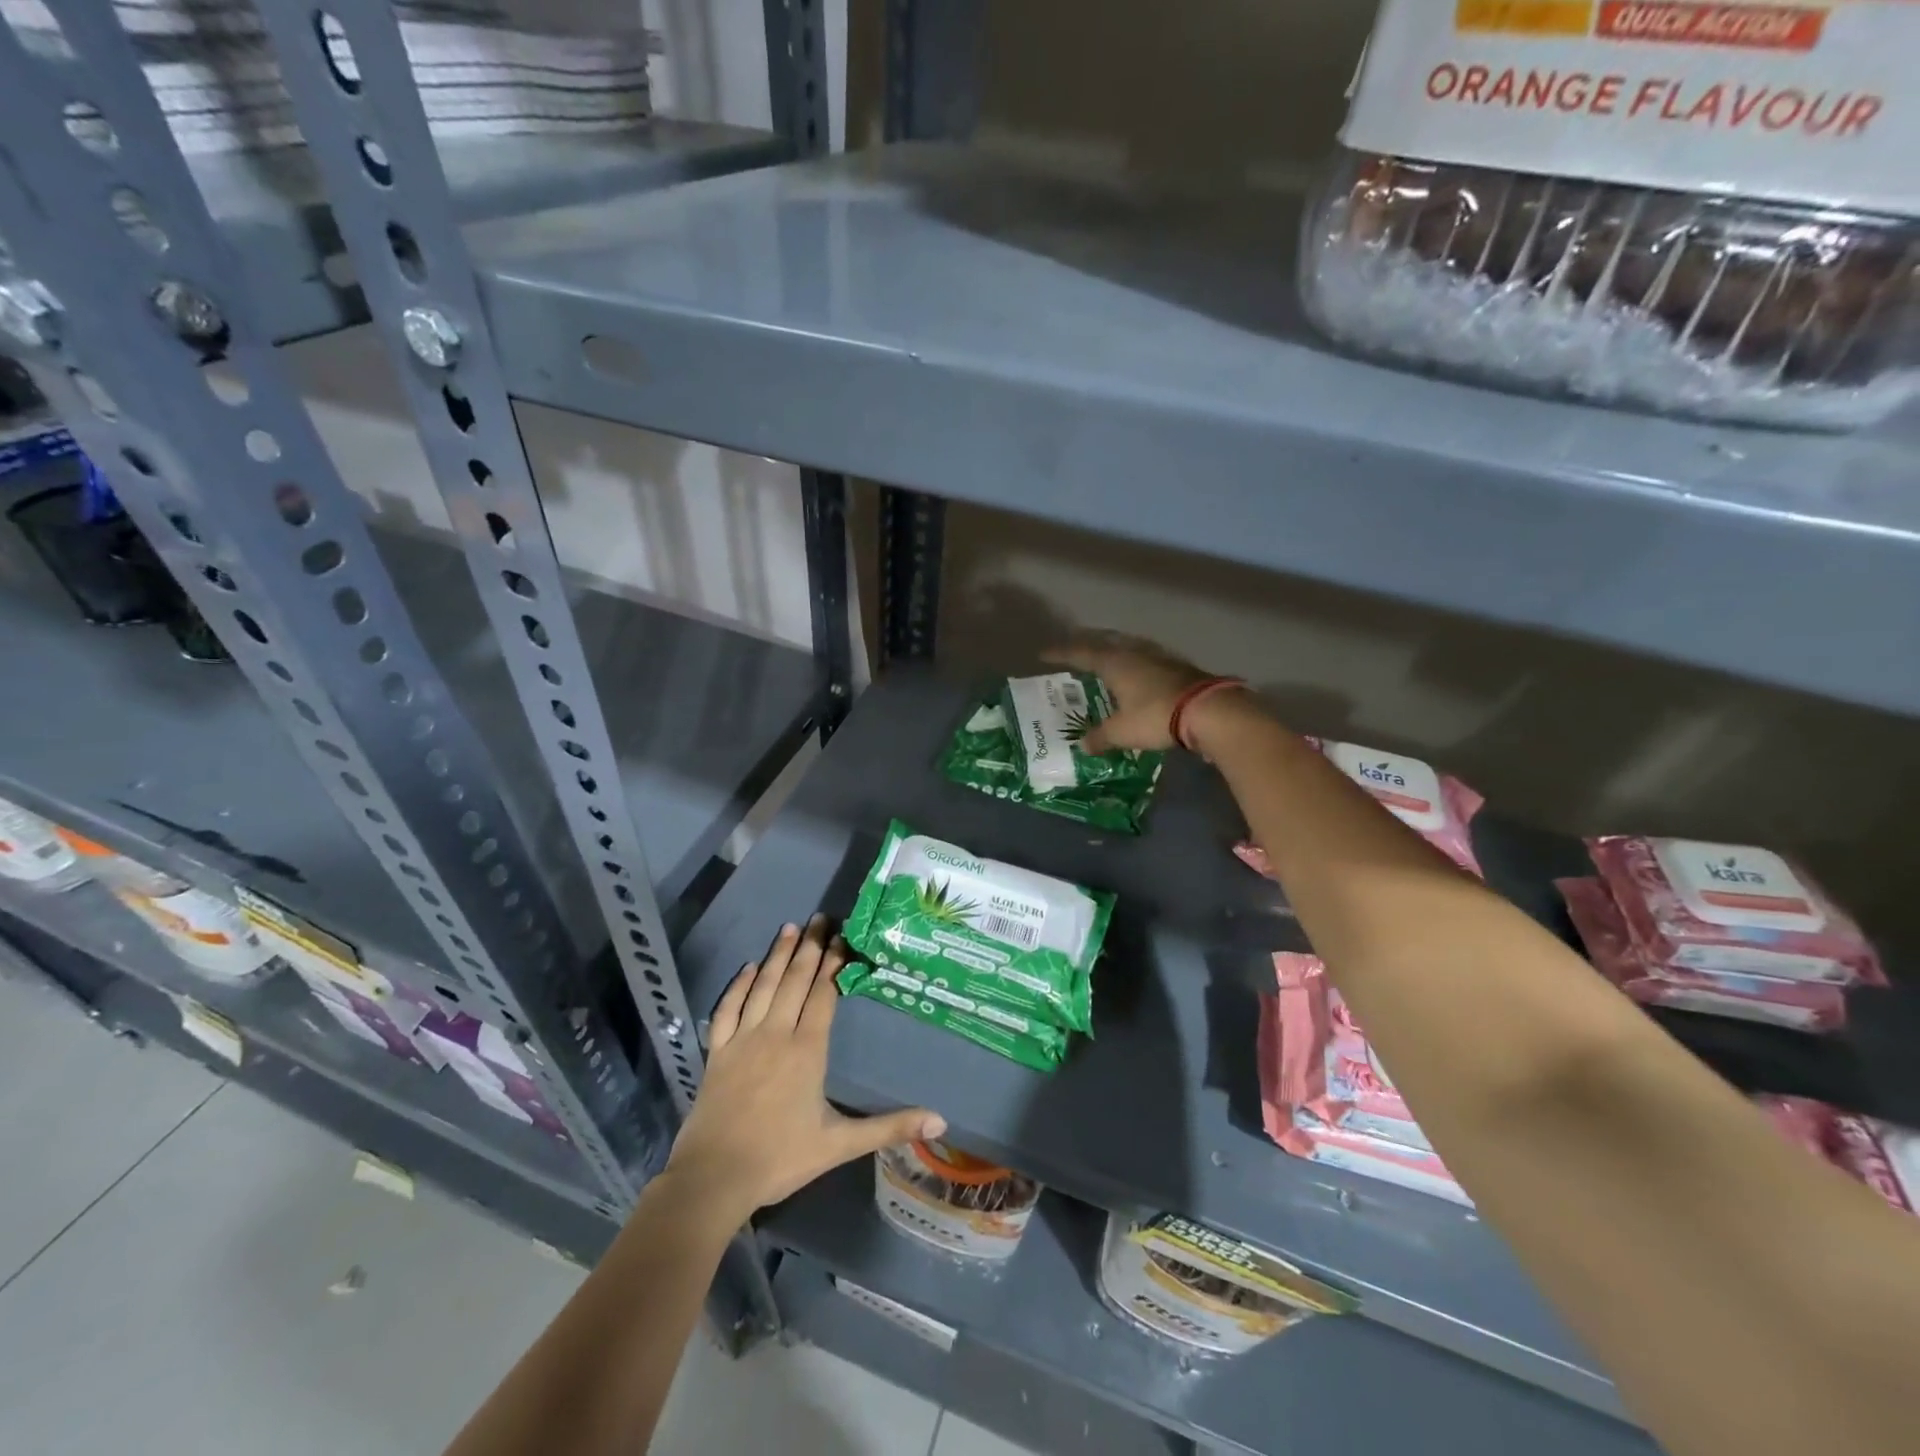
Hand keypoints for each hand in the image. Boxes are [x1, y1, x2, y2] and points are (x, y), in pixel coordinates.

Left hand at [663, 917, 944, 1220]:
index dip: (835, 964)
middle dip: (811, 948)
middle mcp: (776, 1033)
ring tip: (791, 928)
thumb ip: (890, 1128)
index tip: (844, 936)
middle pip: (795, 980)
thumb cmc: (781, 1158)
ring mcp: (742, 1039)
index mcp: (807, 1050)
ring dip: (778, 955)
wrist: (714, 1178)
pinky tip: (748, 968)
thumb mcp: (841, 1144)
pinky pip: (727, 1009)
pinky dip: (738, 985)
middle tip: (821, 917)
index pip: (824, 994)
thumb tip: (941, 1121)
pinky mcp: (717, 1051)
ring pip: (763, 986)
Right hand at [1044, 631, 1214, 752]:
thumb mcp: (1121, 732)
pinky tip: (1138, 671)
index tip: (1043, 654)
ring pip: (1128, 646)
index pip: (1080, 653)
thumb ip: (1100, 737)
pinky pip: (1147, 657)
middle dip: (1087, 643)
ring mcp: (1158, 656)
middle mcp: (1133, 653)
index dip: (1061, 653)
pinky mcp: (1178, 666)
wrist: (1208, 710)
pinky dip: (1135, 661)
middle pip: (1105, 641)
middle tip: (1074, 649)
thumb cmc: (1155, 716)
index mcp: (1114, 663)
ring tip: (1105, 655)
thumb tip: (1083, 745)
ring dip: (1113, 648)